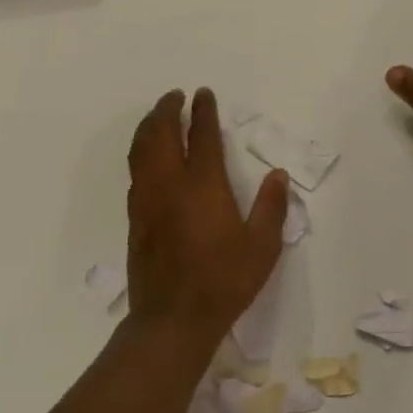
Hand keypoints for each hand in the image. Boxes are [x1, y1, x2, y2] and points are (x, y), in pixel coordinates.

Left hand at [126, 88, 288, 347]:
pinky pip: (134, 173)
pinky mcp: (135, 219)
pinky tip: (147, 158)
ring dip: (148, 127)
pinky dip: (140, 154)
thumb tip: (278, 176)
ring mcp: (148, 201)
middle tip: (174, 97)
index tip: (203, 94)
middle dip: (167, 110)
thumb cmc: (224, 281)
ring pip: (141, 151)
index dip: (202, 112)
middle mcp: (170, 184)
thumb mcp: (262, 247)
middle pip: (160, 134)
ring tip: (157, 116)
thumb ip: (271, 207)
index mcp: (204, 186)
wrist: (173, 318)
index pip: (201, 136)